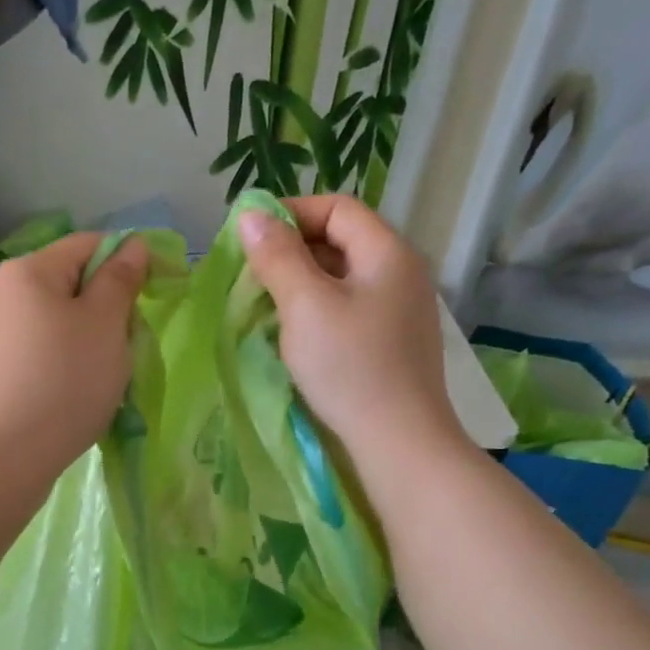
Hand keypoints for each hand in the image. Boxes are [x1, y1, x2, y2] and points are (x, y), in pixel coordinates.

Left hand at [0, 232, 149, 478]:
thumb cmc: (62, 384)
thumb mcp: (105, 326)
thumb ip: (121, 280)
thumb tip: (132, 244)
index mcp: (26, 271)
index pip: (89, 245)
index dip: (129, 262)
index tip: (158, 293)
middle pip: (68, 285)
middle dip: (105, 310)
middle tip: (127, 349)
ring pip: (51, 324)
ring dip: (83, 342)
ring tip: (99, 381)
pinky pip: (32, 354)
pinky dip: (57, 366)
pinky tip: (67, 398)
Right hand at [239, 195, 465, 462]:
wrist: (398, 442)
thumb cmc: (349, 367)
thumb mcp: (305, 305)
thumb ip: (277, 256)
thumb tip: (250, 215)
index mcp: (388, 252)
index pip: (337, 208)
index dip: (291, 213)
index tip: (249, 238)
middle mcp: (401, 273)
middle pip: (341, 240)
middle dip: (291, 251)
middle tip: (250, 275)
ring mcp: (400, 311)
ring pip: (342, 279)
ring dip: (300, 283)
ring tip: (264, 305)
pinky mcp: (392, 343)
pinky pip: (348, 310)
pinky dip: (316, 311)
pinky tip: (293, 335)